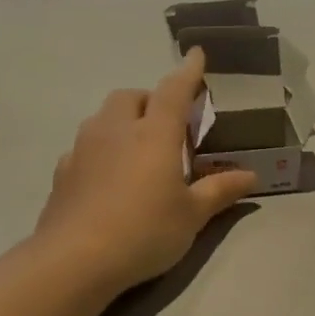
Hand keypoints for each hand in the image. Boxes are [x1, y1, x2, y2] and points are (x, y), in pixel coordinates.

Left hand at [35, 49, 256, 290]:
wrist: (75, 260)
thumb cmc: (145, 231)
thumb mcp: (192, 215)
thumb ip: (220, 191)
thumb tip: (251, 175)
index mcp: (154, 134)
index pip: (174, 90)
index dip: (188, 72)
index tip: (196, 54)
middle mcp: (116, 130)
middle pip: (131, 96)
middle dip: (151, 100)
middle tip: (168, 125)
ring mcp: (84, 149)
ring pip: (104, 118)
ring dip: (123, 121)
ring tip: (138, 149)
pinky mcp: (63, 172)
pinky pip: (85, 146)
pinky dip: (101, 150)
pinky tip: (109, 177)